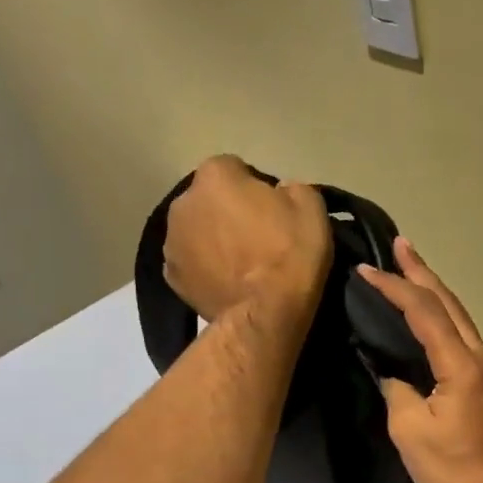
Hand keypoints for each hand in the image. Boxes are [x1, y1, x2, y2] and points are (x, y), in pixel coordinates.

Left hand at [164, 156, 331, 318]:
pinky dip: (203, 268)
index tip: (272, 210)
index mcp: (215, 175)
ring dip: (213, 239)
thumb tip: (280, 193)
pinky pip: (190, 263)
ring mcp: (171, 241)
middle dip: (227, 211)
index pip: (234, 168)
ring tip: (240, 264)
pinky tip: (226, 283)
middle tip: (256, 237)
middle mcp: (184, 201)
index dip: (255, 187)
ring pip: (196, 231)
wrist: (267, 314)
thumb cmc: (290, 255)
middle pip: (209, 199)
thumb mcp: (312, 208)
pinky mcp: (171, 276)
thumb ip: (292, 188)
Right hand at [357, 240, 482, 482]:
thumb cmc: (452, 473)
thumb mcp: (409, 431)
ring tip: (413, 275)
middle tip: (401, 245)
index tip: (367, 270)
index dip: (396, 288)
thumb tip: (394, 373)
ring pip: (464, 324)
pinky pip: (470, 345)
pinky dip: (448, 326)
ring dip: (438, 298)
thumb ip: (398, 390)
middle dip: (424, 273)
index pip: (426, 313)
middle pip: (452, 306)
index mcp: (464, 367)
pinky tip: (434, 325)